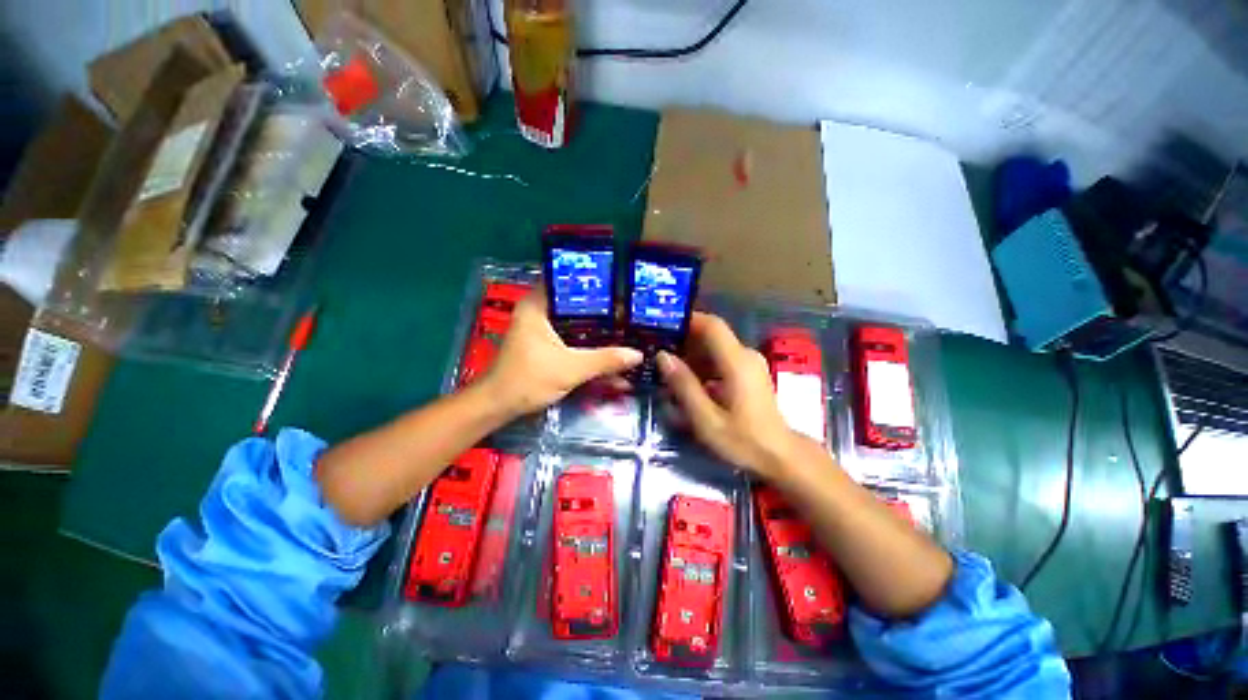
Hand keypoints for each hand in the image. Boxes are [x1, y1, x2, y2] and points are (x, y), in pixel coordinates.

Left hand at [482, 288, 642, 417]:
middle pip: (577, 304)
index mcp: (539, 305)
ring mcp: (543, 330)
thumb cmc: (528, 380)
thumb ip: (605, 360)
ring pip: (577, 324)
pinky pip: (574, 339)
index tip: (621, 290)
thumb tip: (637, 354)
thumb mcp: (570, 369)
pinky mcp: (547, 346)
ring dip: (598, 330)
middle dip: (603, 311)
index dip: (595, 285)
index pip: (569, 282)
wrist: (499, 407)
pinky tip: (610, 352)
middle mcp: (540, 312)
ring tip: (626, 330)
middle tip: (630, 312)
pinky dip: (589, 345)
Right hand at [658, 313, 804, 478]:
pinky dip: (703, 366)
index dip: (687, 320)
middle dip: (684, 341)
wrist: (781, 456)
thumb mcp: (706, 419)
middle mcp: (745, 355)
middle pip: (711, 335)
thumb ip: (684, 386)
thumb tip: (662, 356)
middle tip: (658, 353)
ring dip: (692, 355)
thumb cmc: (744, 440)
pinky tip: (689, 382)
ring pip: (715, 348)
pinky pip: (722, 360)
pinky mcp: (749, 374)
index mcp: (737, 361)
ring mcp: (749, 364)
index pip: (712, 325)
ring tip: (668, 370)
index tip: (662, 326)